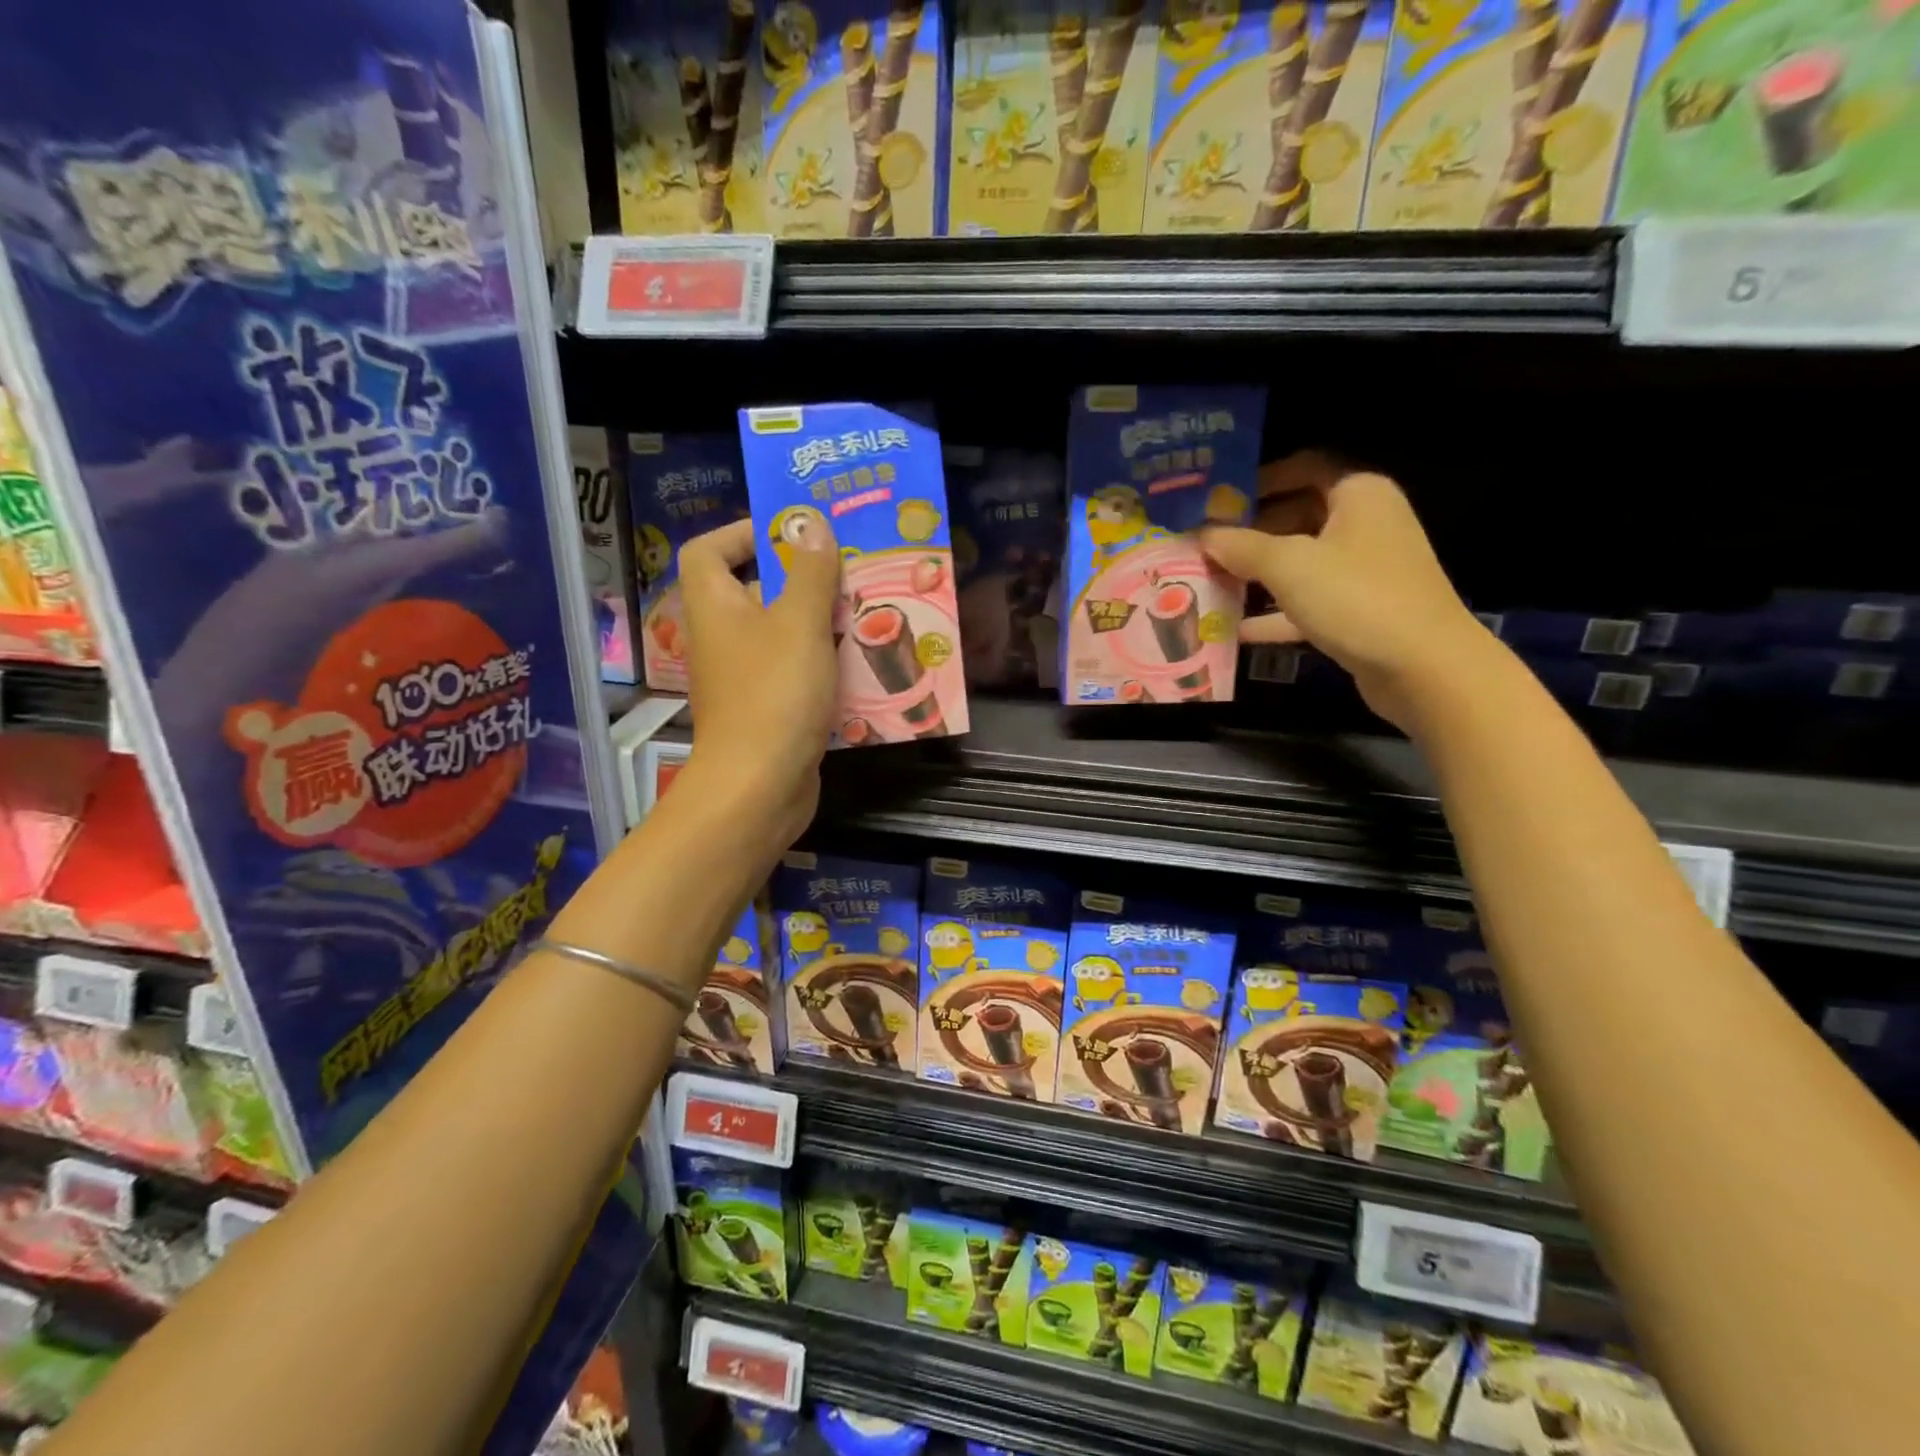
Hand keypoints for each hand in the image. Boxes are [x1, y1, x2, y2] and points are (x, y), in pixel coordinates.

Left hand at [676, 516, 840, 849]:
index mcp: (714, 605)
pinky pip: (795, 670)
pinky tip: (861, 662)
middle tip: (846, 569)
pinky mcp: (767, 708)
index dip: (743, 533)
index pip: (708, 550)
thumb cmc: (774, 692)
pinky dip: (822, 662)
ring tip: (865, 610)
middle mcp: (721, 637)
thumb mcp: (799, 623)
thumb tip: (811, 522)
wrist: (759, 785)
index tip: (793, 533)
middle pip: (753, 590)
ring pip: (781, 632)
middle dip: (799, 577)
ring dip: (819, 621)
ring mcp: (743, 676)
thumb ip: (809, 571)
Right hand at [1200, 452, 1491, 733]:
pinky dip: (1274, 613)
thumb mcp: (1288, 566)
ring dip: (1257, 574)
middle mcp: (1365, 524)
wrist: (1423, 667)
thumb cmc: (1355, 597)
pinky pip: (1307, 602)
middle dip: (1250, 532)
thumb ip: (1240, 546)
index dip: (1259, 479)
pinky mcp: (1359, 611)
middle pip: (1297, 516)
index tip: (1217, 499)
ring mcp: (1364, 570)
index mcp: (1358, 495)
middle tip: (1204, 546)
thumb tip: (1201, 534)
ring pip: (1300, 562)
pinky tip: (1235, 630)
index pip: (1304, 467)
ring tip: (1209, 584)